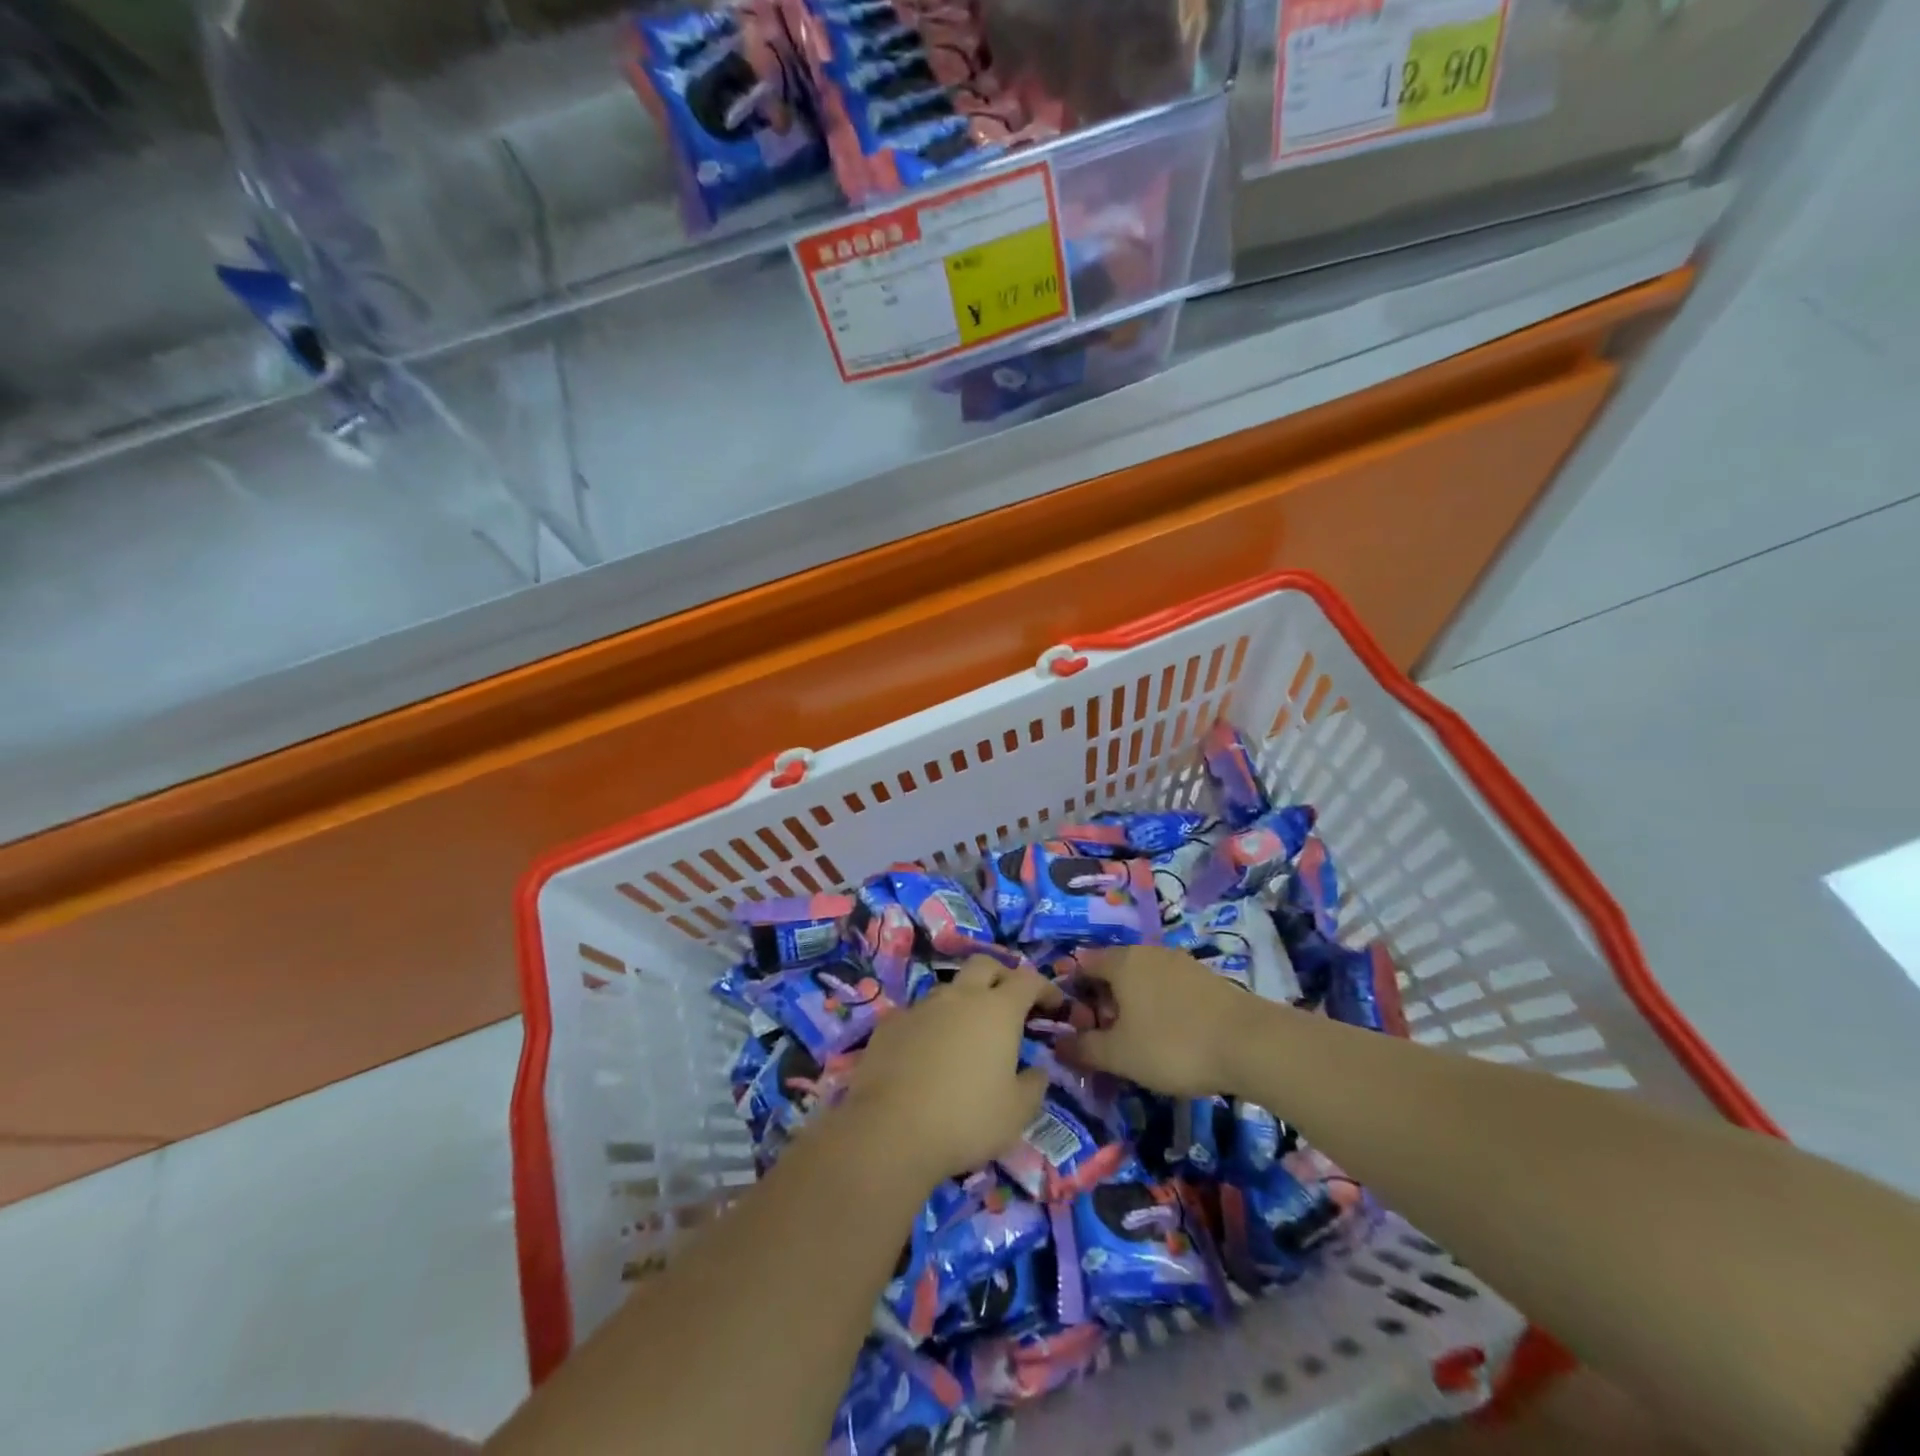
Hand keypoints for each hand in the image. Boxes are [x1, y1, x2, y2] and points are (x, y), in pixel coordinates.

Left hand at [844, 957, 1063, 1183]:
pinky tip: (928, 1055)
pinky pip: (918, 1014)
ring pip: (949, 989)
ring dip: (964, 1003)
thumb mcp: (1017, 1113)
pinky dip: (931, 1026)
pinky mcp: (890, 1023)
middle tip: (1010, 1005)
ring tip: (967, 1037)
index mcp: (997, 1010)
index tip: (1054, 1005)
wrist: (890, 1130)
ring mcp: (921, 1006)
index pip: (1028, 979)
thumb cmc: (966, 1120)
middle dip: (1002, 977)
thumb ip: (1034, 1085)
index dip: (1045, 987)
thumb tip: (1036, 1070)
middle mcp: (959, 996)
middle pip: (985, 964)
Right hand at [1060, 945, 1268, 1096]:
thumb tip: (1056, 1044)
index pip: (1082, 965)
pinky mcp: (1205, 978)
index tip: (1071, 1023)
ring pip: (1141, 979)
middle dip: (1102, 1001)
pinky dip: (1158, 1006)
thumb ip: (1084, 1048)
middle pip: (1113, 970)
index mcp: (1121, 961)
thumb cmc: (1172, 1044)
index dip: (1071, 992)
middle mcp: (1147, 952)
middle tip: (1102, 1036)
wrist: (1250, 1043)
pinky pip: (1167, 987)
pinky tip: (1167, 1035)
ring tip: (1135, 1040)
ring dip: (1131, 1004)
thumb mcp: (1120, 1055)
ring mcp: (1179, 962)